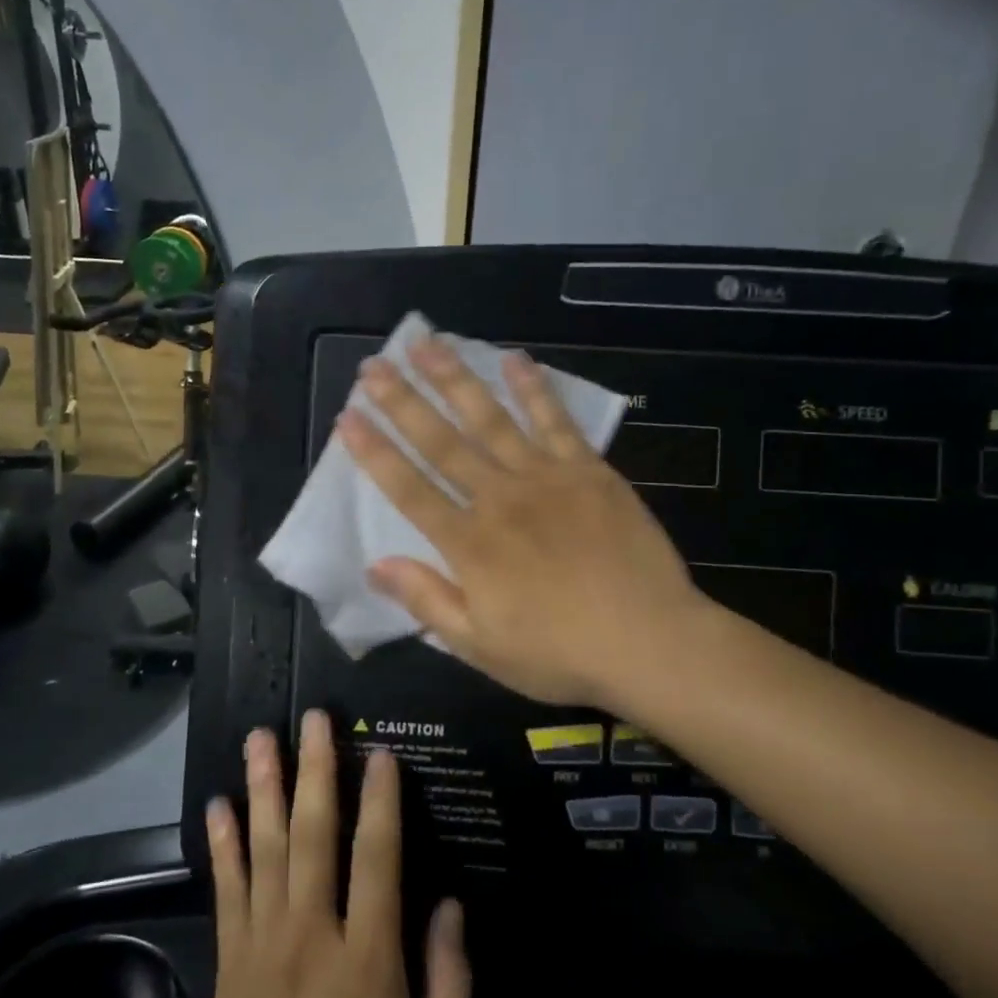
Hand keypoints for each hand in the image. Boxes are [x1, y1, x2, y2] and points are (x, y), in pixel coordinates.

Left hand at [199, 713, 469, 997]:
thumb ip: (450, 985)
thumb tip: (451, 903)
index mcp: (368, 963)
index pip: (377, 858)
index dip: (381, 799)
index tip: (381, 751)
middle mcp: (311, 938)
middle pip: (314, 836)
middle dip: (316, 769)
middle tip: (316, 718)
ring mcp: (262, 948)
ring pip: (264, 850)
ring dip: (263, 788)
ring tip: (260, 738)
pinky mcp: (229, 965)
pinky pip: (226, 891)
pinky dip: (222, 844)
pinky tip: (218, 805)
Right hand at [339, 337, 705, 709]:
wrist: (650, 641)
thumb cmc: (559, 653)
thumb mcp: (480, 645)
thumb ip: (427, 600)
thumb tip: (374, 565)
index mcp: (470, 544)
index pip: (409, 489)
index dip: (375, 453)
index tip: (346, 417)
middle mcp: (500, 498)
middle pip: (442, 441)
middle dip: (403, 401)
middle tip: (374, 365)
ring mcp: (547, 478)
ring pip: (491, 419)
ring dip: (455, 379)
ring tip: (426, 343)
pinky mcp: (588, 471)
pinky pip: (555, 421)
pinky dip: (533, 388)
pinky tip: (514, 358)